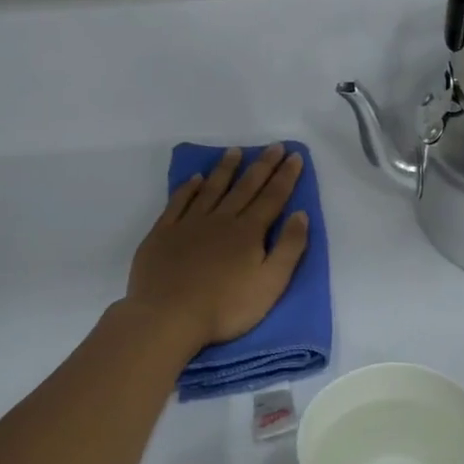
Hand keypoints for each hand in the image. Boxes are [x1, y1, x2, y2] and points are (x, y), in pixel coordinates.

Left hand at [126, 145, 309, 351]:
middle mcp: (221, 220)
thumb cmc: (227, 307)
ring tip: (235, 151)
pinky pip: (178, 202)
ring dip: (226, 169)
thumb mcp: (271, 284)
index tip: (294, 156)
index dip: (285, 176)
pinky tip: (195, 178)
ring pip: (211, 189)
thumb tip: (300, 214)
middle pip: (245, 187)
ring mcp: (189, 224)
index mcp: (249, 232)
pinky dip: (188, 188)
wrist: (169, 317)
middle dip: (262, 166)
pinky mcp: (163, 234)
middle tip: (273, 146)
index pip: (272, 198)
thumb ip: (289, 248)